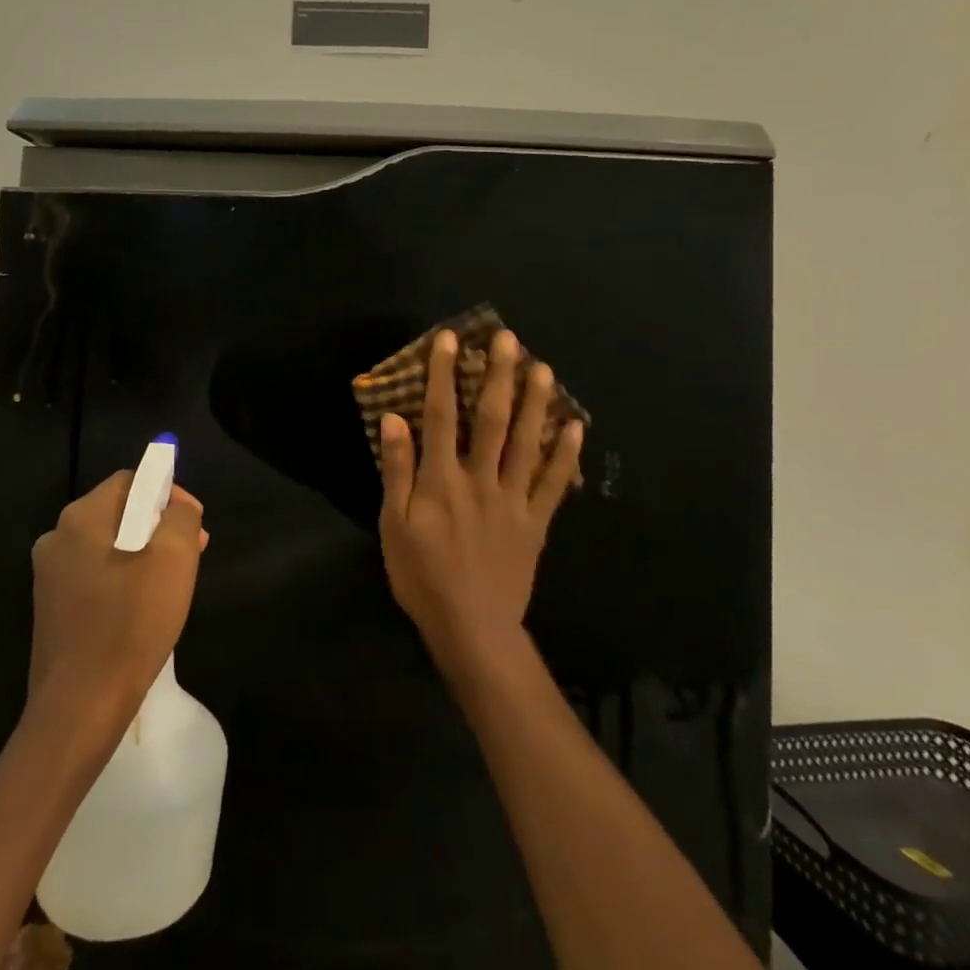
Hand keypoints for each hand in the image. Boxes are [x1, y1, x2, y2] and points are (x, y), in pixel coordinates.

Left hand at [28, 472, 208, 724]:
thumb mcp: (173, 559)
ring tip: (175, 580)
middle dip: (160, 524)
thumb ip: (180, 517)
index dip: (169, 492)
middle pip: (119, 512)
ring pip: (109, 545)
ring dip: (146, 552)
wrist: (79, 709)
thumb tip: (177, 507)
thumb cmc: (130, 625)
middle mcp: (57, 538)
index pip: (131, 481)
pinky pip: (96, 575)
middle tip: (194, 551)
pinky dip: (125, 579)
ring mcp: (50, 576)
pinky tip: (146, 606)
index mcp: (80, 518)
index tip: (195, 523)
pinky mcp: (52, 610)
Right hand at [378, 327, 583, 677]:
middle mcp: (481, 479)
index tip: (451, 340)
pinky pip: (555, 484)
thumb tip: (395, 419)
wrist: (472, 629)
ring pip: (528, 443)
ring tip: (544, 368)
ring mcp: (514, 499)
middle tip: (509, 339)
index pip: (442, 416)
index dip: (445, 375)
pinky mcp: (536, 522)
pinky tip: (575, 426)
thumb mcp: (394, 526)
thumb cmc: (423, 576)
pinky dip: (566, 454)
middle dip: (500, 376)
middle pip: (492, 419)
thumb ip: (396, 471)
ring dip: (536, 403)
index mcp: (442, 480)